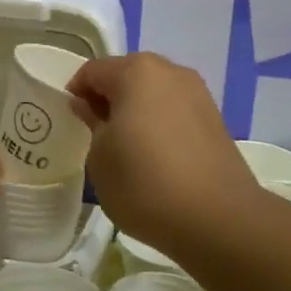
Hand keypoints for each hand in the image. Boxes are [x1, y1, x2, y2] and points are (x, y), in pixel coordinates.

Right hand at [68, 53, 259, 252]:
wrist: (218, 219)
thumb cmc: (144, 183)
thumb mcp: (99, 157)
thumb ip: (91, 124)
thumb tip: (90, 107)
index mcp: (135, 72)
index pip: (92, 71)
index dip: (76, 93)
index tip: (71, 122)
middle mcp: (170, 72)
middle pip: (126, 75)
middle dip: (108, 98)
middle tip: (96, 133)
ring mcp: (198, 94)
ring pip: (153, 93)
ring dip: (135, 111)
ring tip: (127, 147)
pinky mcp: (215, 119)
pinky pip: (174, 111)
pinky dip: (159, 124)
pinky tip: (155, 157)